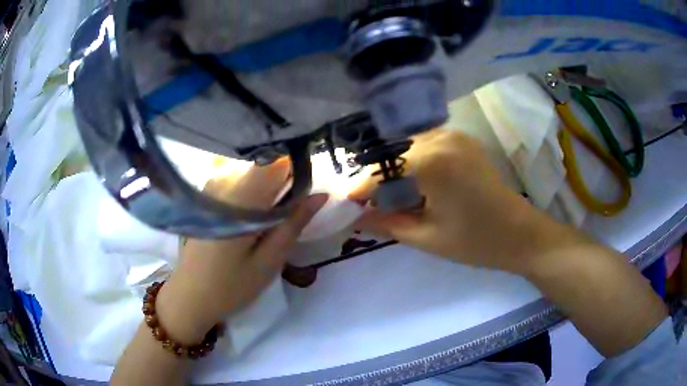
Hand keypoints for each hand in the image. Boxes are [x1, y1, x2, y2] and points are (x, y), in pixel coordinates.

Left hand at [156, 160, 327, 343]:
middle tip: (291, 215)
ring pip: (252, 173)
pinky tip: (250, 219)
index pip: (278, 163)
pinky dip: (252, 193)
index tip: (307, 191)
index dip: (298, 171)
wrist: (189, 297)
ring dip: (267, 190)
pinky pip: (238, 181)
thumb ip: (294, 223)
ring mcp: (211, 186)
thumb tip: (321, 194)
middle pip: (265, 166)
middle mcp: (223, 183)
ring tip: (270, 222)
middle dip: (284, 183)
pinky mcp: (205, 195)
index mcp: (241, 198)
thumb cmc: (231, 286)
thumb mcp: (269, 261)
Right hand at [350, 129, 570, 273]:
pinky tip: (411, 184)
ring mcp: (454, 135)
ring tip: (387, 197)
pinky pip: (425, 146)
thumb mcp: (427, 238)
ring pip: (406, 147)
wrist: (521, 234)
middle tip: (366, 204)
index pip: (381, 170)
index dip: (359, 188)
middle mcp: (441, 138)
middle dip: (375, 178)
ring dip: (393, 169)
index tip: (344, 204)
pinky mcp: (462, 140)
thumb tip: (354, 217)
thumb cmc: (476, 242)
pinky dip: (411, 163)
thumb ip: (386, 223)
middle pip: (392, 153)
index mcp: (432, 162)